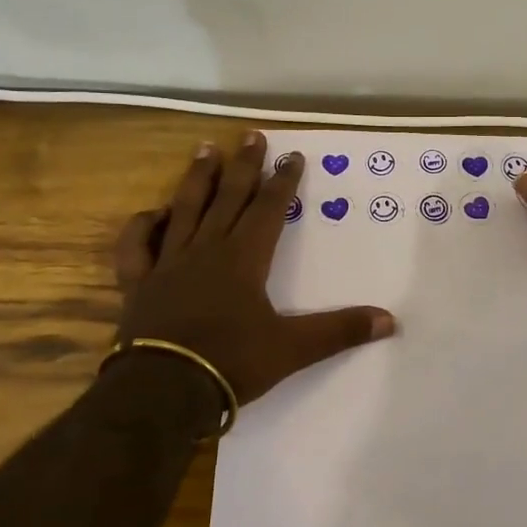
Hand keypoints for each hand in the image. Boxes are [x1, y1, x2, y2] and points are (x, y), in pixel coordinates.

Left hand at [114, 133, 393, 408]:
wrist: (162, 392)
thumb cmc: (230, 363)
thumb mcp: (293, 349)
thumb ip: (339, 331)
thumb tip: (390, 320)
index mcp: (245, 258)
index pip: (270, 209)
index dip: (284, 181)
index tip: (293, 154)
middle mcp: (207, 249)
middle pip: (229, 197)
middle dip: (244, 165)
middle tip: (252, 135)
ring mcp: (169, 263)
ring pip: (185, 209)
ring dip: (197, 178)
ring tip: (205, 148)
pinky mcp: (139, 283)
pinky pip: (137, 247)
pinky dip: (143, 226)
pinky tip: (152, 213)